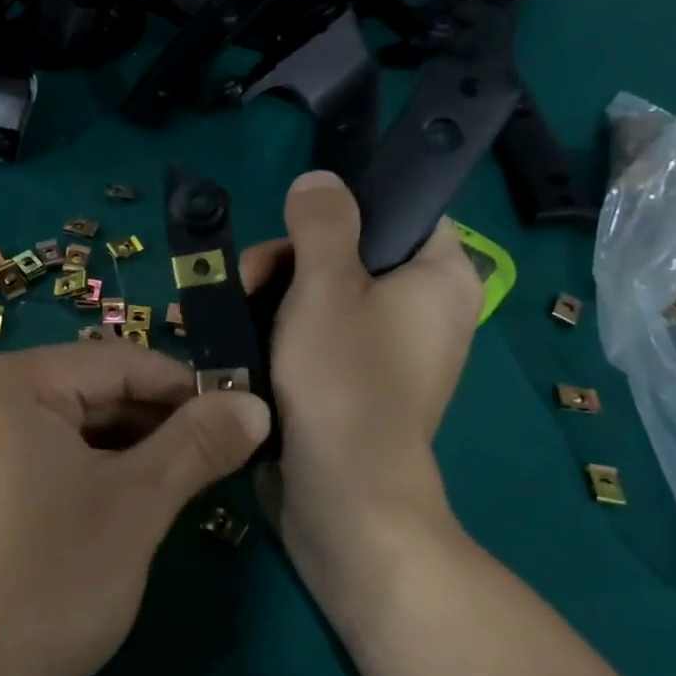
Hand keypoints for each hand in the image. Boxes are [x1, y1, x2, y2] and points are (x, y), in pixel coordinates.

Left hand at [0, 342, 269, 675]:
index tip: (236, 414)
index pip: (112, 363)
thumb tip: (254, 404)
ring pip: (59, 420)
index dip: (181, 387)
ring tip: (178, 477)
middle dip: (151, 420)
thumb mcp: (136, 507)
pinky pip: (30, 447)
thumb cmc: (48, 586)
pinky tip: (121, 494)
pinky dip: (80, 464)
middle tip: (213, 454)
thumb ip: (198, 443)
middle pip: (83, 388)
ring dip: (121, 445)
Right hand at [243, 171, 482, 591]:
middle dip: (292, 260)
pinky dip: (283, 333)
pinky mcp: (356, 383)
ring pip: (326, 296)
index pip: (407, 212)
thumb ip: (323, 221)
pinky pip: (319, 337)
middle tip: (250, 279)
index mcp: (441, 278)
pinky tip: (244, 341)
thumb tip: (320, 181)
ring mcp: (388, 351)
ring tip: (233, 315)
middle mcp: (425, 311)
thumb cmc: (343, 378)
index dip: (353, 207)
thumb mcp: (325, 284)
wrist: (342, 495)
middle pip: (353, 252)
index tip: (300, 225)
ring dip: (275, 297)